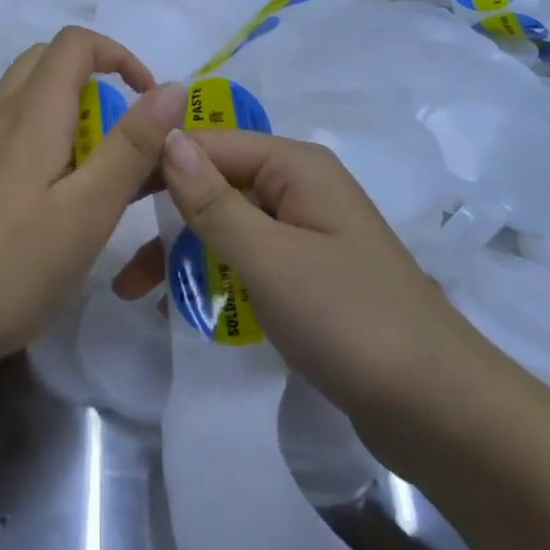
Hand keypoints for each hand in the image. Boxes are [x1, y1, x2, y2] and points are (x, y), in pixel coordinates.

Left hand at [0, 27, 184, 373]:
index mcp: (32, 110)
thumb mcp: (89, 209)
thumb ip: (132, 146)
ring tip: (96, 175)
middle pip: (48, 61)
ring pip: (28, 98)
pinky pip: (12, 131)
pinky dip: (46, 140)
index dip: (120, 55)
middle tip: (123, 136)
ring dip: (71, 114)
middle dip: (96, 81)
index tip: (149, 103)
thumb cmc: (11, 265)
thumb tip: (173, 89)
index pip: (76, 42)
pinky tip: (54, 201)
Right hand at [118, 130, 499, 455]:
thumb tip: (167, 136)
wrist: (443, 413)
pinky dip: (215, 275)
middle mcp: (301, 188)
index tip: (106, 195)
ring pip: (229, 225)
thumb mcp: (268, 258)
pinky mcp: (310, 276)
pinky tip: (183, 305)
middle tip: (116, 252)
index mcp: (296, 167)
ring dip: (184, 252)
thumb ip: (212, 200)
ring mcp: (307, 233)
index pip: (209, 144)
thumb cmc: (350, 321)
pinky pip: (249, 259)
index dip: (157, 164)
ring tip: (137, 292)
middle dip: (166, 216)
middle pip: (216, 183)